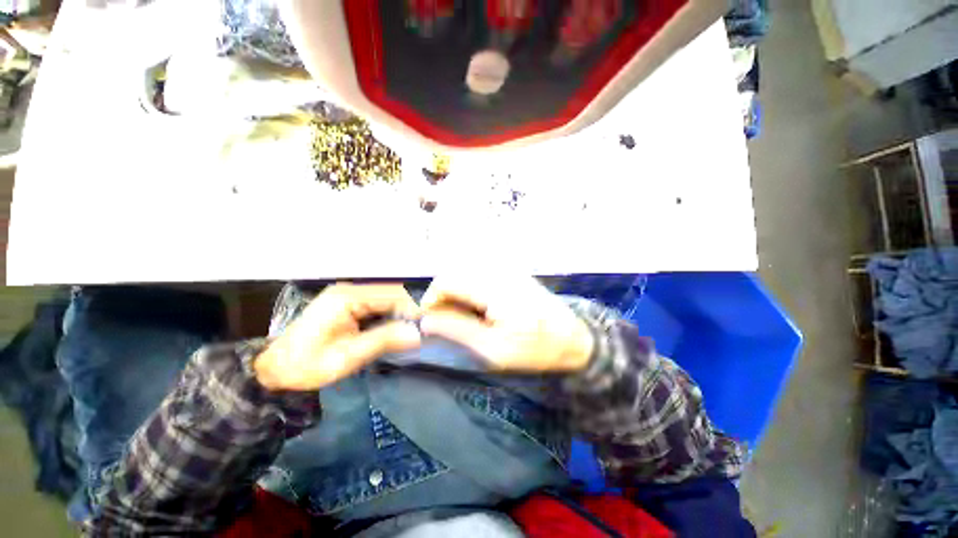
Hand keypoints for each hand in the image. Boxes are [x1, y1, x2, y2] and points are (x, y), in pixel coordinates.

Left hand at [253, 284, 421, 390]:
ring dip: (402, 310)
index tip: (430, 322)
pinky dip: (391, 313)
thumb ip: (384, 340)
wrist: (273, 370)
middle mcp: (350, 289)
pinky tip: (399, 324)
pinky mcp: (347, 303)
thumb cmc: (308, 365)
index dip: (413, 306)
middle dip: (410, 308)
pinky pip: (377, 303)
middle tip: (426, 325)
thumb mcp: (348, 356)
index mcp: (347, 297)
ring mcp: (348, 295)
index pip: (392, 294)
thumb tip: (418, 333)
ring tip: (417, 326)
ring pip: (386, 297)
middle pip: (390, 293)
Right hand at [420, 276, 592, 372]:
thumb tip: (425, 321)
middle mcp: (498, 270)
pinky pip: (479, 274)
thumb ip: (458, 330)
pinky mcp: (511, 271)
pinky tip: (479, 307)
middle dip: (443, 297)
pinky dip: (470, 289)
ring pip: (465, 272)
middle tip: (446, 322)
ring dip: (456, 293)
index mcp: (494, 288)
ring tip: (462, 317)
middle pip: (454, 273)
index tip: (431, 321)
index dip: (431, 299)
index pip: (447, 280)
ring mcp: (506, 268)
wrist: (573, 338)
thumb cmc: (535, 349)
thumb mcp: (493, 349)